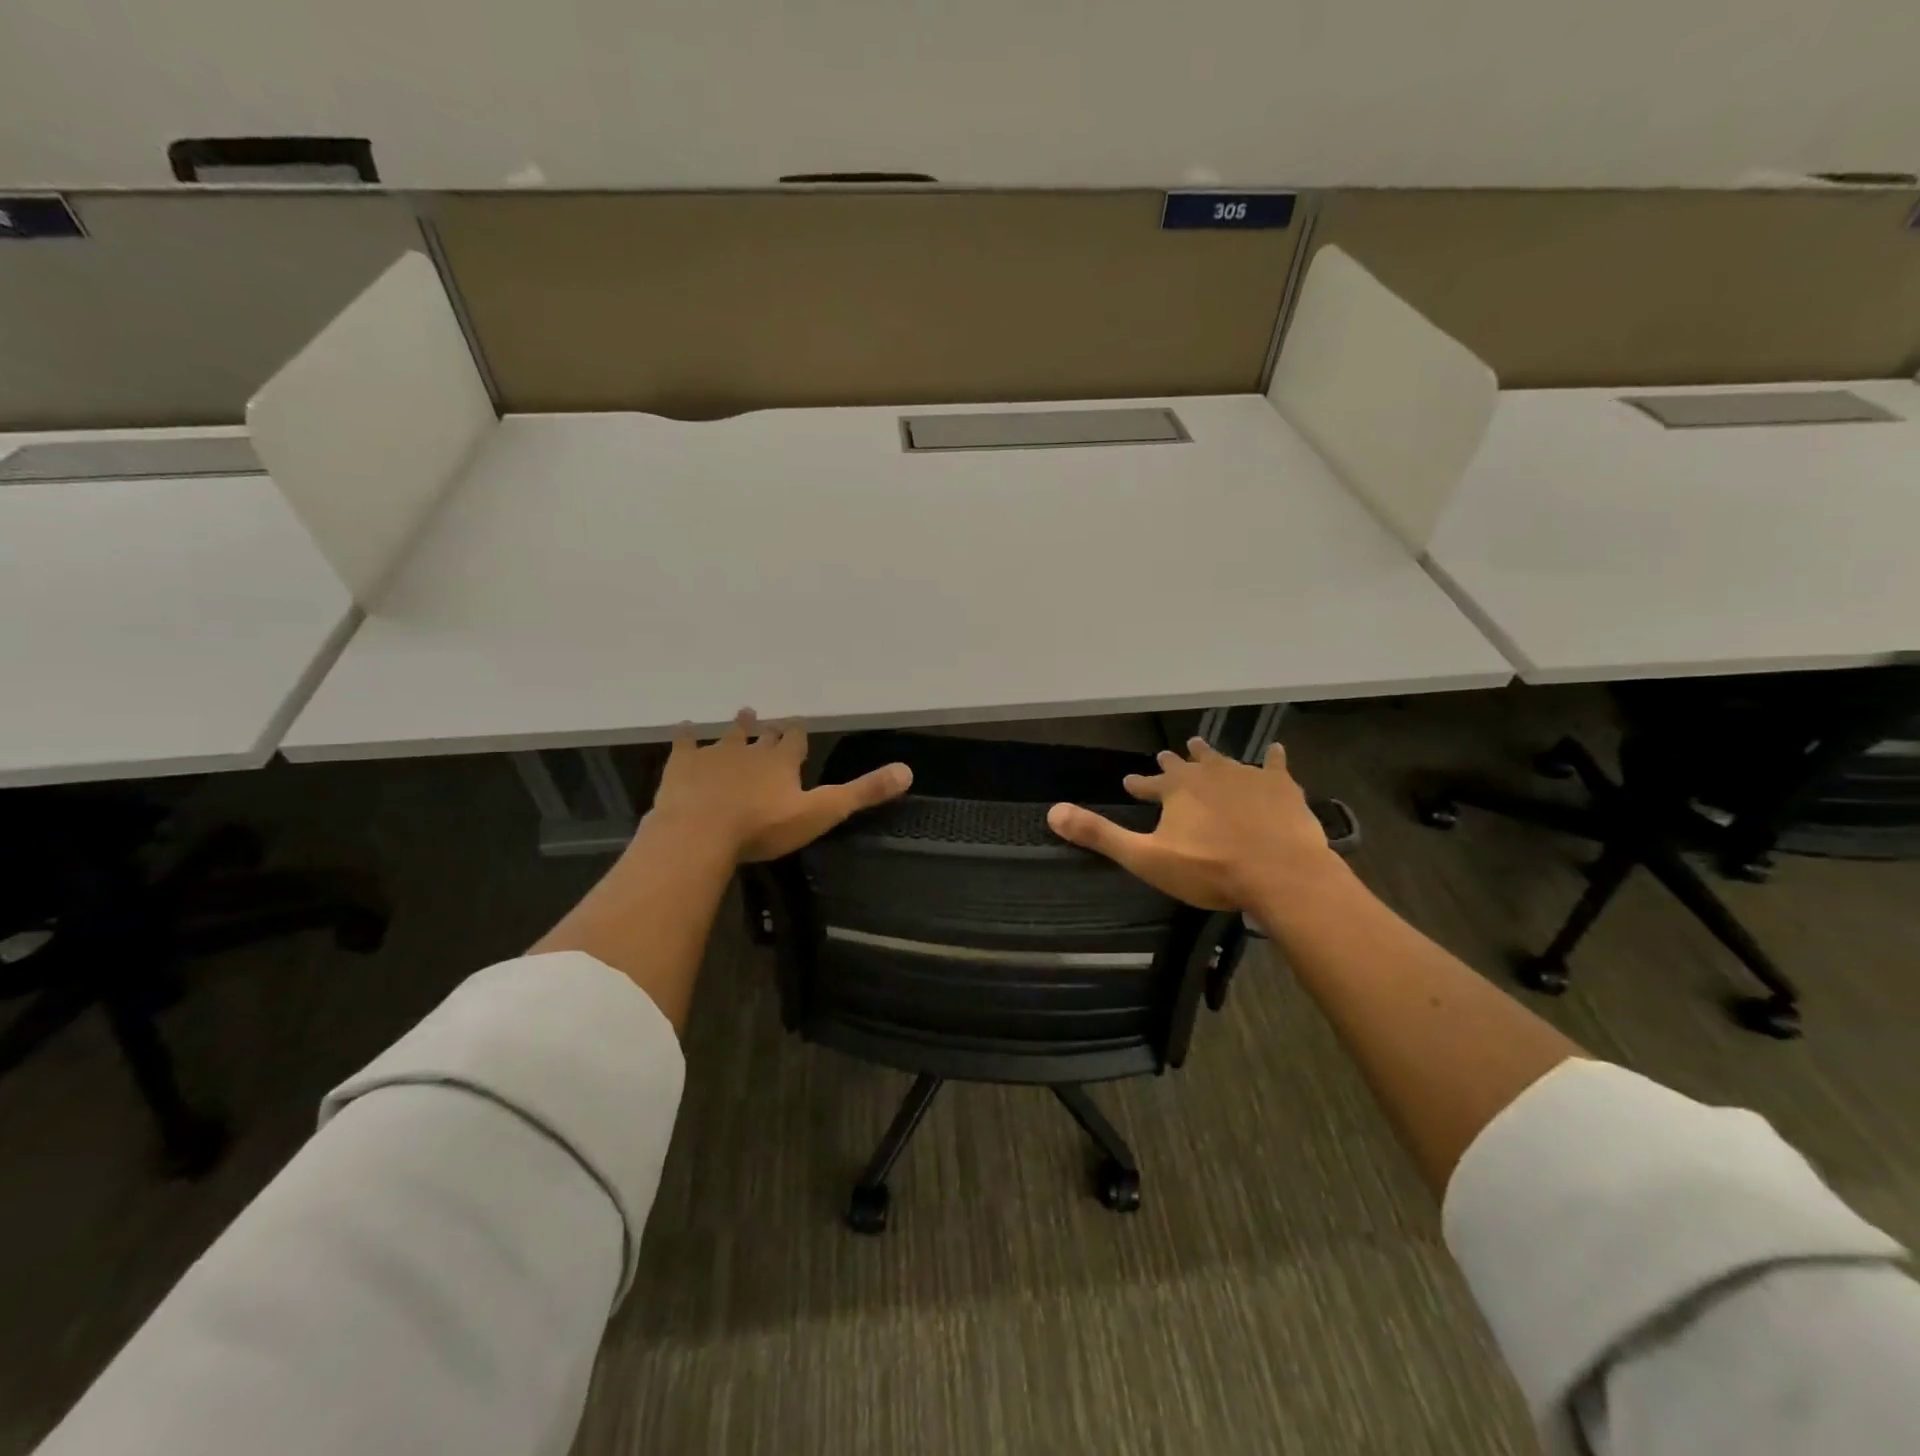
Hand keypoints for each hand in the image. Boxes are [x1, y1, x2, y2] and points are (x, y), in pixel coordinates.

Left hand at [647, 709, 911, 862]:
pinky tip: (684, 727)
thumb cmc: (764, 826)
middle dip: (768, 730)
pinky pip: (685, 743)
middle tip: (768, 720)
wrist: (701, 832)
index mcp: (783, 761)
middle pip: (763, 736)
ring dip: (736, 726)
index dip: (798, 735)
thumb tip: (908, 770)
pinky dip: (686, 735)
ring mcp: (714, 754)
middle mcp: (751, 750)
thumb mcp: (821, 812)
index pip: (795, 741)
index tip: (798, 727)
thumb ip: (862, 792)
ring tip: (742, 712)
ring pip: (728, 735)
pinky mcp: (682, 765)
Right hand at [1046, 737, 1339, 911]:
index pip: (1150, 783)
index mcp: (1176, 789)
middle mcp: (1209, 774)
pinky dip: (1272, 759)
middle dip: (1174, 762)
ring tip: (1201, 746)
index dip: (1140, 783)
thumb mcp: (1146, 857)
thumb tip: (1053, 812)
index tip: (1130, 782)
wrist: (1280, 872)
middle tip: (1166, 754)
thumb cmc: (1210, 869)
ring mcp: (1247, 776)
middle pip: (1186, 764)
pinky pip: (1274, 766)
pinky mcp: (1281, 787)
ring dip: (1210, 756)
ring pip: (1224, 760)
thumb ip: (1100, 835)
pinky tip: (1276, 751)